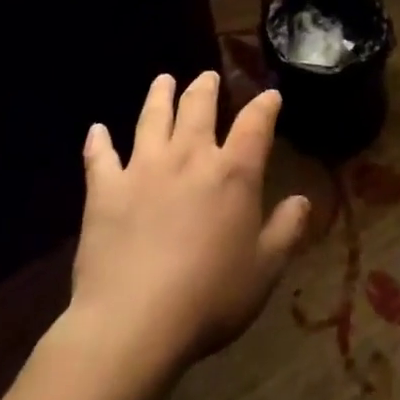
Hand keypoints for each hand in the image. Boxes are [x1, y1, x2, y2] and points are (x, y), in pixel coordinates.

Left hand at [68, 71, 310, 372]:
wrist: (134, 323)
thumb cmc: (209, 298)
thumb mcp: (264, 270)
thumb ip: (286, 230)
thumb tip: (302, 200)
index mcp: (233, 172)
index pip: (255, 124)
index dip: (265, 105)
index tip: (271, 95)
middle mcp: (189, 157)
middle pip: (198, 107)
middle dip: (206, 87)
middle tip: (208, 76)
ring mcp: (144, 168)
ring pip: (152, 118)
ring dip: (159, 96)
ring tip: (163, 80)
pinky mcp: (105, 190)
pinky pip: (100, 157)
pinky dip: (98, 142)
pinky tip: (97, 130)